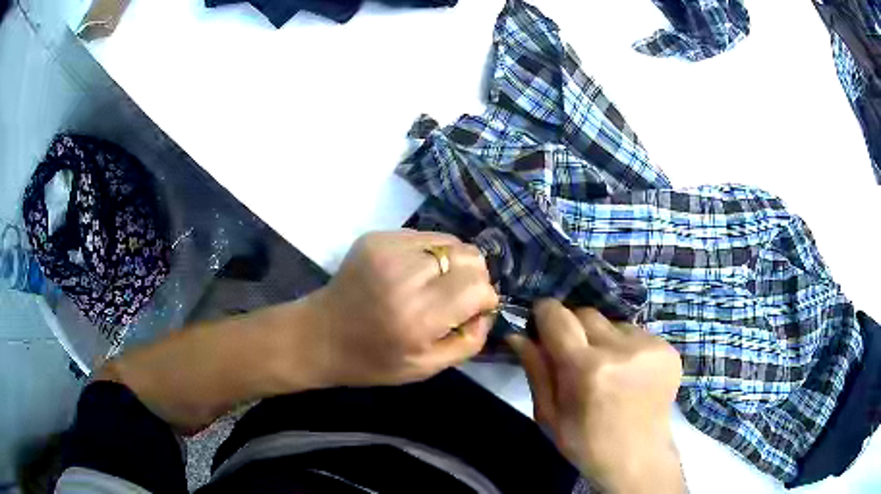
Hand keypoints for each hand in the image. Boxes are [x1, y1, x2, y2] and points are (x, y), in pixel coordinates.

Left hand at [305, 230, 498, 386]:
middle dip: (474, 277)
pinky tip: (414, 273)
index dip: (485, 299)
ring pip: (451, 241)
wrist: (320, 335)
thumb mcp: (426, 367)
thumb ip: (469, 341)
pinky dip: (431, 254)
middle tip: (457, 298)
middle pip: (470, 256)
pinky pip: (426, 236)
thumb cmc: (373, 361)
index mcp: (417, 316)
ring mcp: (388, 249)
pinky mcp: (376, 237)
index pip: (478, 287)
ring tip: (435, 285)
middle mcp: (405, 275)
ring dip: (454, 263)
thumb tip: (487, 310)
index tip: (473, 311)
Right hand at [508, 300, 684, 493]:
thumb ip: (535, 370)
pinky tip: (629, 374)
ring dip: (603, 339)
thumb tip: (517, 334)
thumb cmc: (586, 443)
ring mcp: (649, 346)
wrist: (638, 458)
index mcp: (586, 369)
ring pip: (612, 323)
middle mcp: (620, 349)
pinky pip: (636, 333)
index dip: (545, 315)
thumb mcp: (549, 415)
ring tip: (607, 369)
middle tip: (575, 358)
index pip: (557, 316)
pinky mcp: (668, 349)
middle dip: (574, 329)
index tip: (542, 325)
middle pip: (586, 313)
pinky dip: (626, 347)